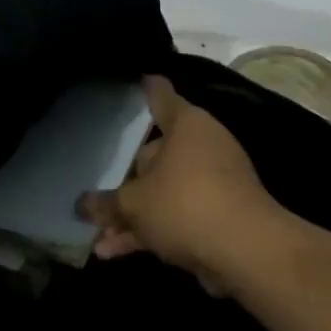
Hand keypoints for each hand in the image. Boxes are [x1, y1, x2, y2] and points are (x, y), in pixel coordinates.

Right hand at [78, 75, 285, 293]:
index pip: (161, 96)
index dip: (146, 88)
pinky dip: (150, 231)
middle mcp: (202, 146)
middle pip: (155, 154)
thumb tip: (82, 205)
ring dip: (132, 215)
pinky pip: (175, 217)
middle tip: (97, 187)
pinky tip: (114, 252)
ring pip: (163, 192)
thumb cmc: (186, 204)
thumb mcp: (134, 204)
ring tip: (98, 236)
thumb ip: (106, 204)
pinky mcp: (218, 217)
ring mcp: (213, 183)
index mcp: (186, 125)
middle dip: (125, 178)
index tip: (136, 78)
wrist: (248, 252)